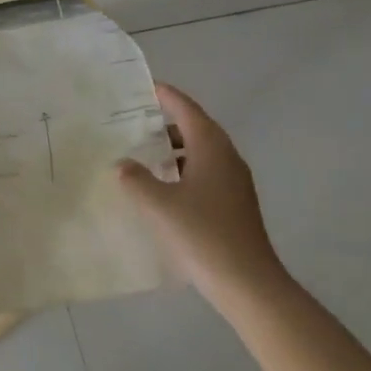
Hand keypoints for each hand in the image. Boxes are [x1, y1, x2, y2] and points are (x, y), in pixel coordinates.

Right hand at [116, 83, 286, 300]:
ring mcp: (235, 182)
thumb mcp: (158, 205)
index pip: (187, 109)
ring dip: (175, 149)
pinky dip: (184, 170)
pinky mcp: (235, 204)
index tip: (146, 86)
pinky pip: (206, 173)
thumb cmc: (203, 235)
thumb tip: (122, 164)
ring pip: (202, 152)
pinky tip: (164, 187)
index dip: (166, 96)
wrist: (249, 284)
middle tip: (136, 120)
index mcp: (211, 148)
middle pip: (196, 128)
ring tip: (145, 153)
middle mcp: (227, 158)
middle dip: (168, 122)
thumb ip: (135, 179)